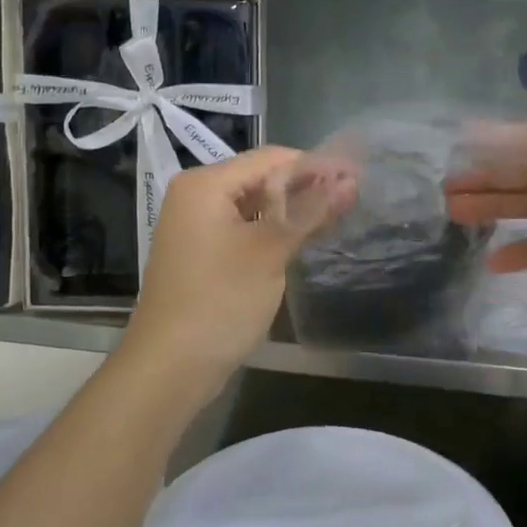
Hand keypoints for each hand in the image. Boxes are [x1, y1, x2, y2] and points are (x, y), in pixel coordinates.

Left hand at [120, 146, 354, 401]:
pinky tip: (305, 237)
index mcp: (206, 184)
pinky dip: (273, 230)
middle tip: (354, 196)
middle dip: (307, 187)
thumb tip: (349, 179)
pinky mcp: (202, 252)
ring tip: (339, 213)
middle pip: (261, 178)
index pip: (271, 158)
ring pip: (255, 205)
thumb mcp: (270, 251)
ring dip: (293, 210)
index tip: (358, 175)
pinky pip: (244, 228)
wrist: (169, 368)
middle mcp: (196, 195)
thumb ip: (310, 210)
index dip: (317, 165)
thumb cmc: (220, 301)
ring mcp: (196, 225)